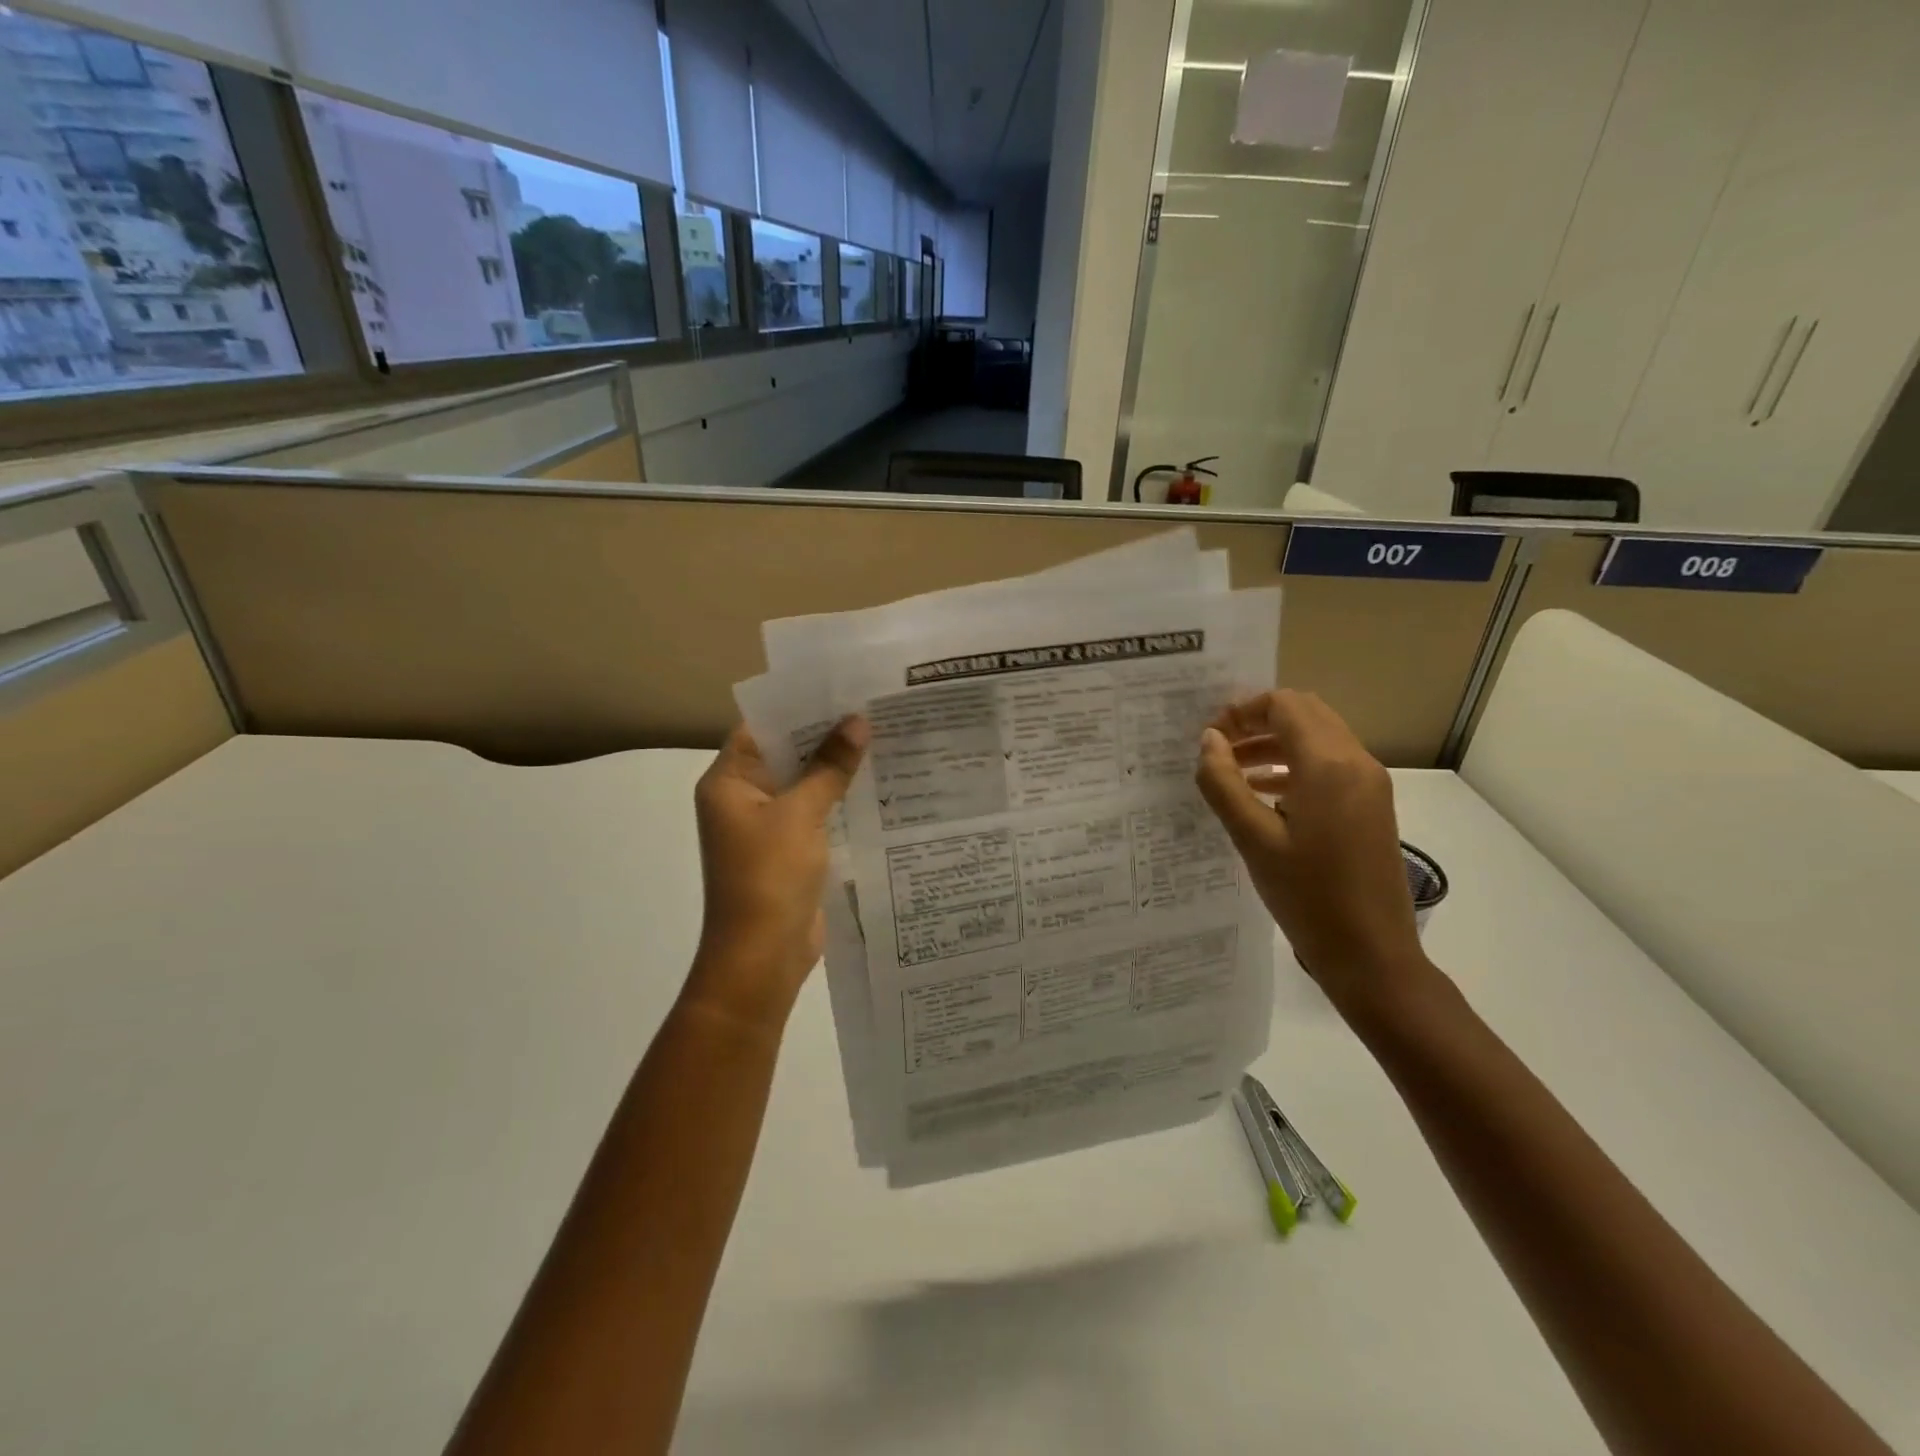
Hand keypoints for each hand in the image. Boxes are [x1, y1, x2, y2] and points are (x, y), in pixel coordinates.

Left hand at [687, 718, 868, 1030]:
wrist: (762, 957)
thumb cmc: (769, 877)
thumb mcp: (801, 814)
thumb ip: (829, 767)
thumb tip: (857, 721)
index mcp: (729, 782)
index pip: (762, 728)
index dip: (799, 707)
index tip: (842, 688)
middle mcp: (744, 798)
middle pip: (786, 753)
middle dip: (826, 735)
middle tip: (874, 707)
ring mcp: (768, 826)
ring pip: (805, 784)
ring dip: (837, 767)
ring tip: (885, 736)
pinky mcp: (791, 850)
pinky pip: (816, 812)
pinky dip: (840, 799)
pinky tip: (879, 783)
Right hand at [1194, 690, 1426, 1007]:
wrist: (1371, 954)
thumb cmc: (1307, 896)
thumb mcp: (1253, 839)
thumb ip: (1224, 783)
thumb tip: (1209, 740)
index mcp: (1329, 765)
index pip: (1284, 706)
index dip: (1242, 711)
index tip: (1210, 737)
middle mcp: (1357, 762)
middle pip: (1305, 713)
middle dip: (1259, 721)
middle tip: (1220, 747)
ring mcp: (1370, 784)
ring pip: (1319, 737)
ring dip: (1276, 743)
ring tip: (1233, 770)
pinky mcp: (1372, 805)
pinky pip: (1331, 765)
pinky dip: (1295, 765)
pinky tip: (1264, 793)